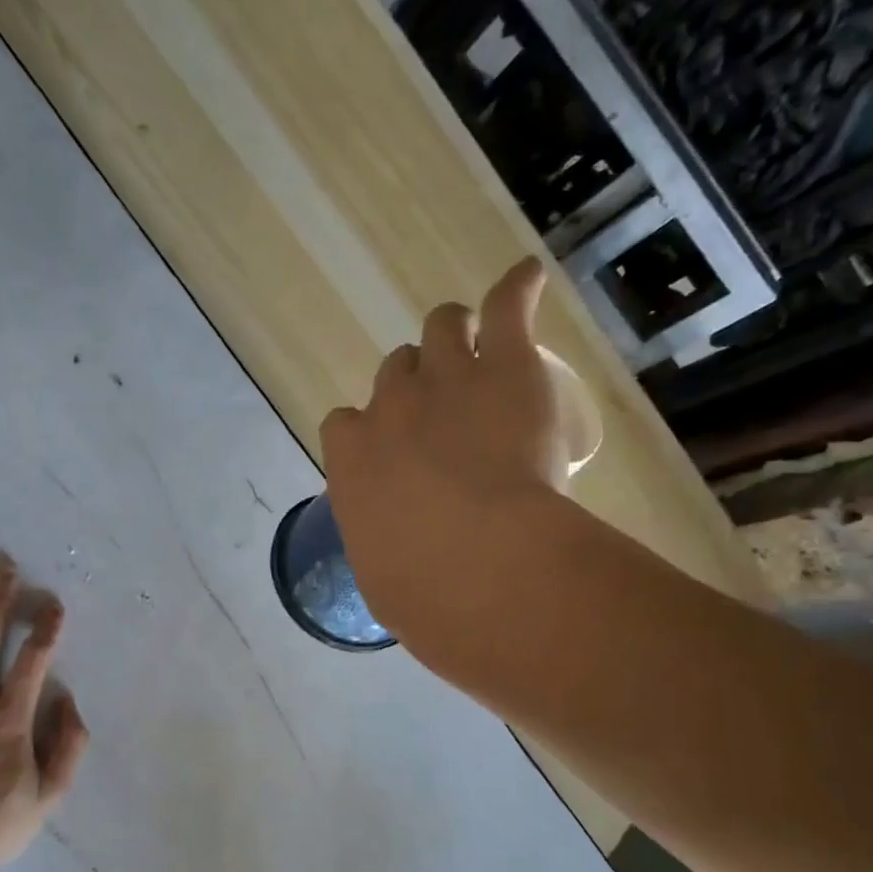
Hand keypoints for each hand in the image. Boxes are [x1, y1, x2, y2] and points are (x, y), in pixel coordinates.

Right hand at [319, 259, 572, 675]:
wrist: (476, 565)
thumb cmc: (421, 590)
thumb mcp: (385, 576)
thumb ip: (386, 549)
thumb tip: (402, 562)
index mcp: (352, 459)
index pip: (345, 424)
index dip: (370, 431)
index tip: (393, 451)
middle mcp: (390, 407)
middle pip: (396, 372)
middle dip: (415, 384)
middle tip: (447, 408)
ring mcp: (446, 379)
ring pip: (442, 328)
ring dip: (456, 336)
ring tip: (481, 350)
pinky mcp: (506, 366)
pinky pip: (506, 305)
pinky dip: (517, 290)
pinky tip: (526, 281)